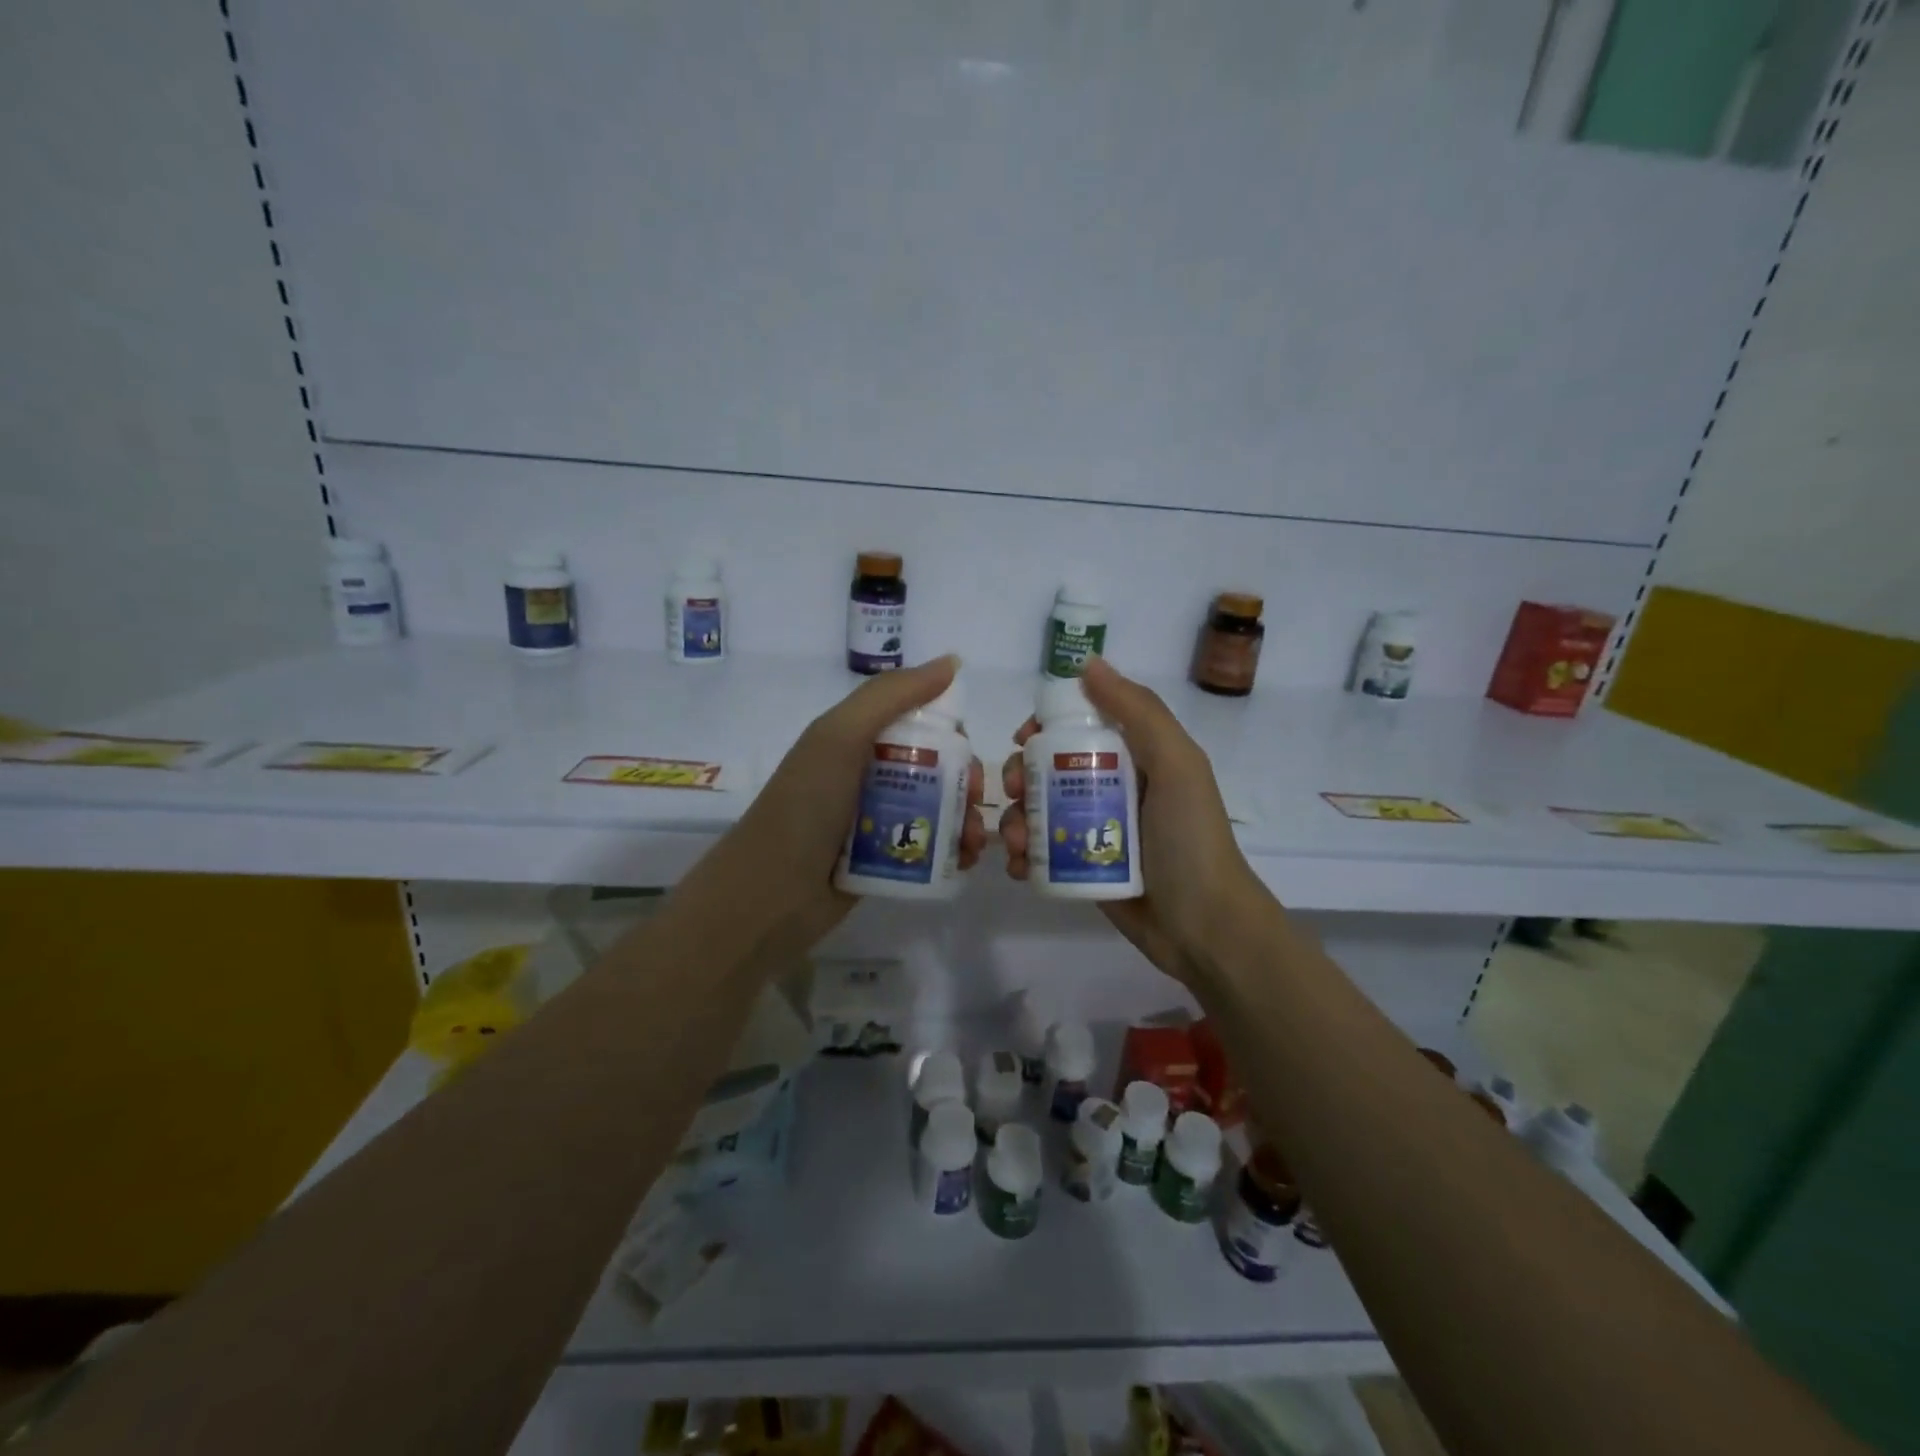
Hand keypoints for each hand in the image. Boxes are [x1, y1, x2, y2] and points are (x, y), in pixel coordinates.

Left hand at [673, 656, 986, 957]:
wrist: (770, 894)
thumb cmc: (806, 805)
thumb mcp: (841, 736)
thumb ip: (892, 694)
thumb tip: (953, 661)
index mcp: (856, 738)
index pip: (919, 721)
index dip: (951, 732)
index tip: (966, 754)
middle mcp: (868, 774)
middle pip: (936, 766)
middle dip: (965, 780)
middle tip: (974, 801)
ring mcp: (875, 819)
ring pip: (938, 808)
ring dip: (966, 819)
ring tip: (974, 842)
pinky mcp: (883, 859)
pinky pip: (929, 845)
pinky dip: (953, 849)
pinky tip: (966, 860)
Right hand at [999, 657, 1272, 983]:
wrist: (1203, 927)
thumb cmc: (1190, 840)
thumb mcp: (1176, 765)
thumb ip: (1138, 711)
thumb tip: (1087, 663)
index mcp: (1136, 756)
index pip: (1079, 724)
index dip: (1046, 726)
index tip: (1024, 739)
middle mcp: (1112, 787)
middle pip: (1048, 767)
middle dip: (1020, 774)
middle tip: (1012, 791)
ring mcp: (1094, 829)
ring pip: (1037, 810)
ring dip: (1014, 818)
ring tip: (1016, 842)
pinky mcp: (1082, 867)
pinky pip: (1040, 850)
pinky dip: (1021, 854)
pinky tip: (1018, 865)